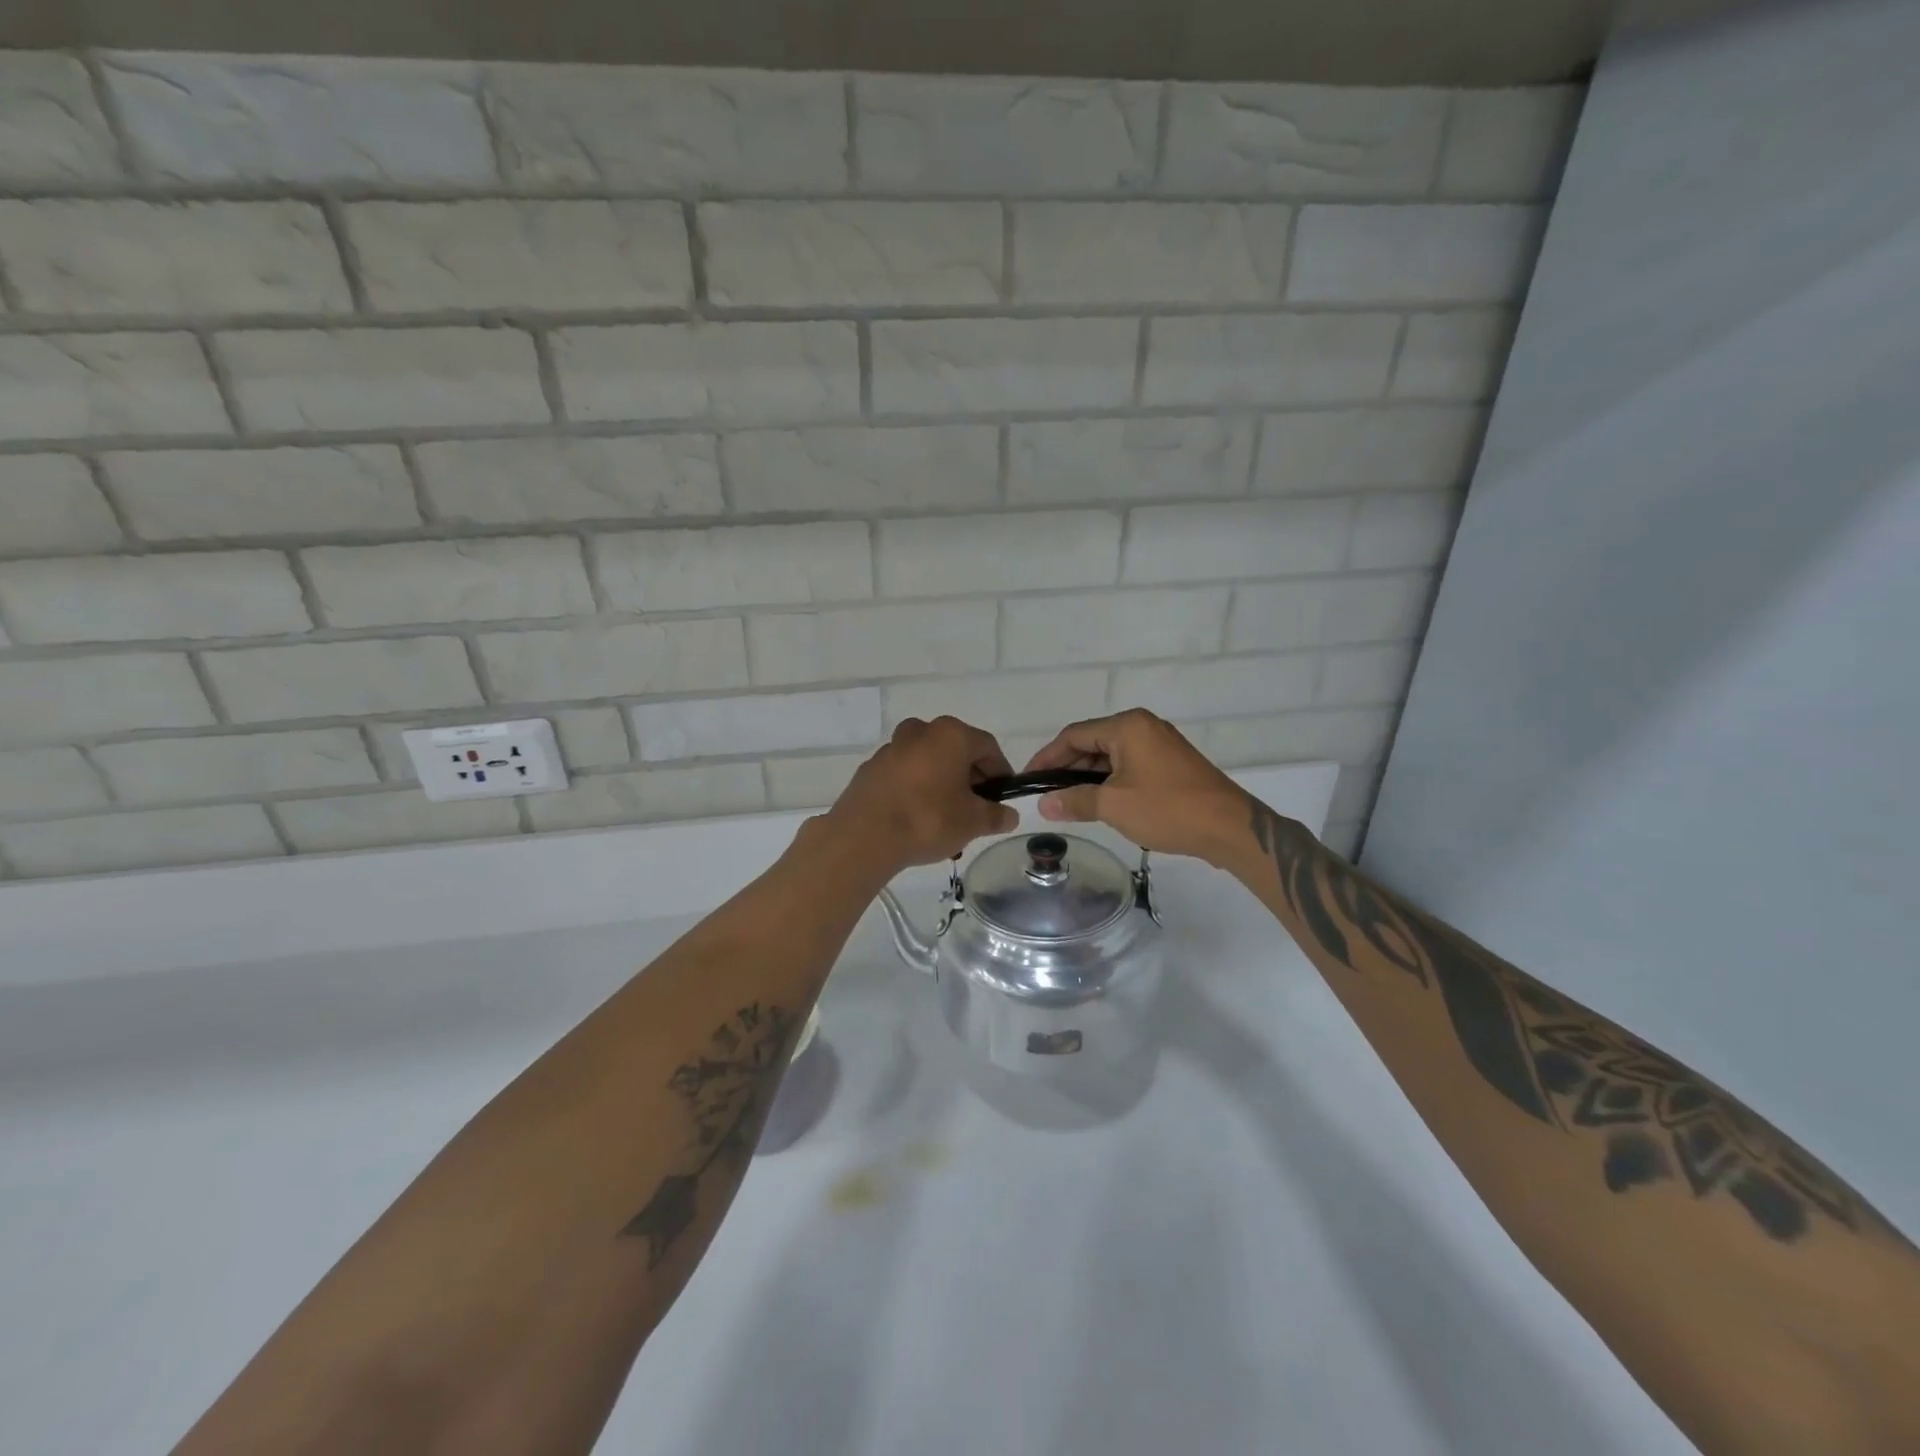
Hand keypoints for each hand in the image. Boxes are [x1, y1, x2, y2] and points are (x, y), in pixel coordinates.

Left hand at [825, 717, 1019, 872]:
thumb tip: (1009, 815)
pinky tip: (918, 818)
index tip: (1003, 796)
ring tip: (947, 819)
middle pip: (956, 751)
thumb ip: (996, 816)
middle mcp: (920, 731)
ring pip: (929, 763)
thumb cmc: (928, 819)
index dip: (1001, 772)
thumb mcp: (973, 822)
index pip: (988, 747)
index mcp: (951, 735)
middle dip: (970, 779)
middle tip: (976, 809)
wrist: (863, 836)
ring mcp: (892, 748)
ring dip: (943, 785)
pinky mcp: (871, 768)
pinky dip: (917, 789)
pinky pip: (905, 775)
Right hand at [1023, 708, 1252, 864]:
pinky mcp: (1170, 763)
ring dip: (1087, 777)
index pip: (1074, 735)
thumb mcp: (1114, 805)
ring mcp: (1159, 743)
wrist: (1229, 827)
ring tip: (1067, 802)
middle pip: (1092, 742)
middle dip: (1066, 768)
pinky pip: (1129, 765)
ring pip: (1110, 755)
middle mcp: (1143, 726)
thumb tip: (1043, 804)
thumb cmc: (1167, 809)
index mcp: (1127, 726)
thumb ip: (1075, 800)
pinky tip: (1099, 801)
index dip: (1047, 757)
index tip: (1027, 780)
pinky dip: (1109, 780)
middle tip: (1045, 794)